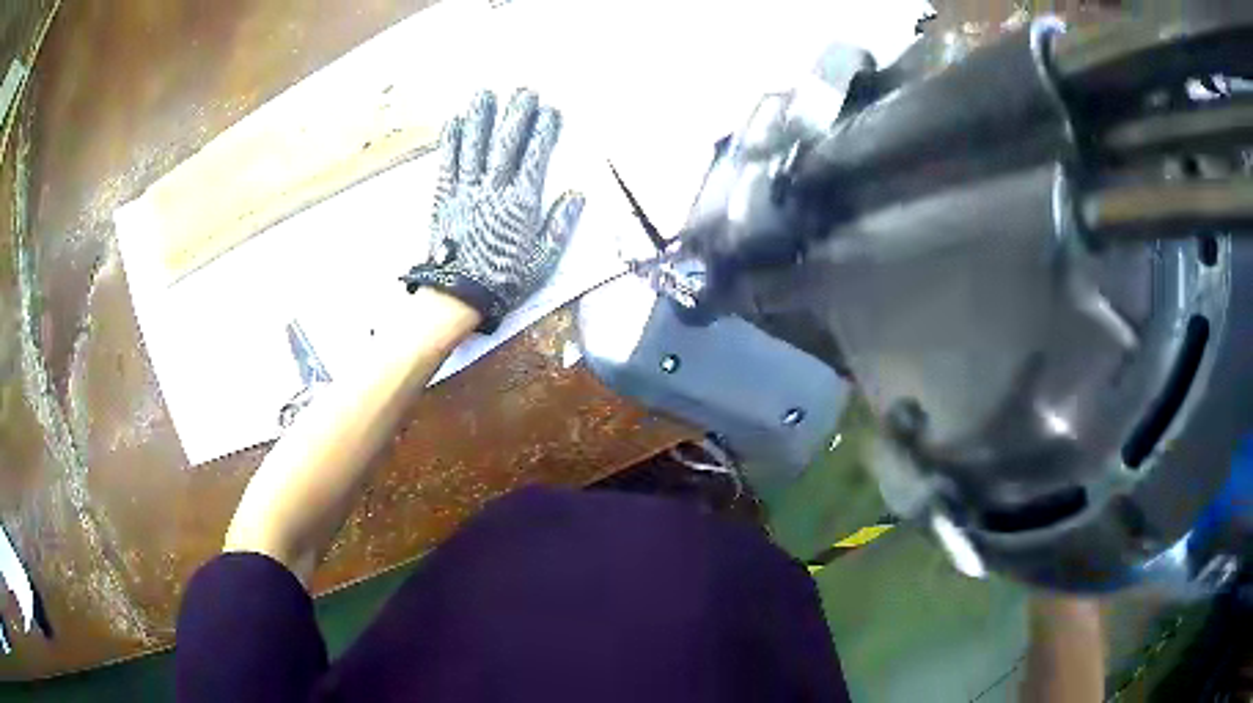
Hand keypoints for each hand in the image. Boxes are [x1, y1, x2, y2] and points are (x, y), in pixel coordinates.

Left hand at [402, 89, 584, 332]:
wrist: (457, 296)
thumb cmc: (502, 280)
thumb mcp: (542, 260)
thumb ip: (559, 225)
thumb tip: (577, 194)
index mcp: (521, 203)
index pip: (536, 156)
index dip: (544, 130)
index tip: (551, 110)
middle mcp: (494, 189)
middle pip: (507, 142)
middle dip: (517, 114)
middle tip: (524, 91)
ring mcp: (466, 190)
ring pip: (475, 145)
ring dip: (481, 117)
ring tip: (486, 93)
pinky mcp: (444, 197)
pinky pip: (448, 162)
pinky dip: (452, 140)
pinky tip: (455, 120)